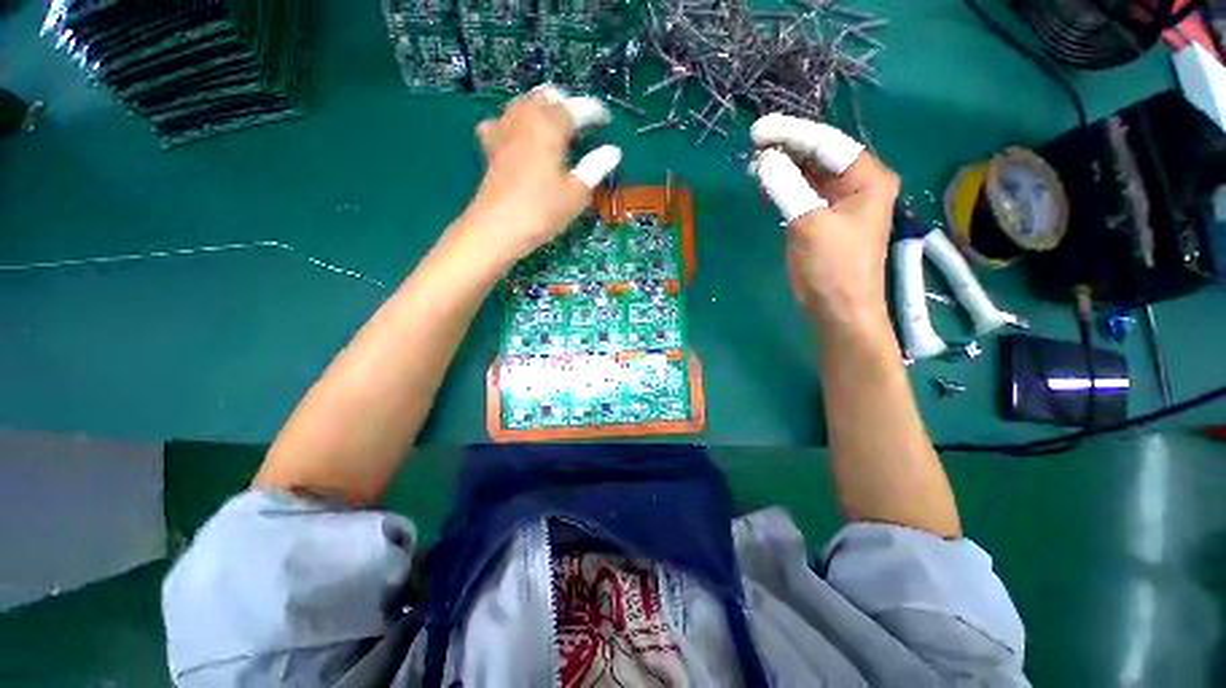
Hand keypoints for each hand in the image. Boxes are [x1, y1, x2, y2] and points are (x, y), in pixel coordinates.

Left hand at [460, 85, 620, 269]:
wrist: (497, 229)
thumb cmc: (542, 212)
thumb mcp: (576, 194)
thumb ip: (595, 168)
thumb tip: (613, 151)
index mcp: (549, 126)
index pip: (576, 108)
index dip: (594, 111)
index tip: (606, 120)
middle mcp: (524, 118)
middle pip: (547, 96)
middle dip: (567, 104)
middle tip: (582, 124)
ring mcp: (503, 129)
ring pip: (524, 103)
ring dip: (543, 109)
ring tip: (558, 129)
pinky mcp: (491, 146)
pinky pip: (504, 121)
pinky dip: (517, 122)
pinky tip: (523, 138)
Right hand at [748, 114, 899, 328]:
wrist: (838, 309)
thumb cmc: (832, 268)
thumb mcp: (809, 225)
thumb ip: (787, 188)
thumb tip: (764, 160)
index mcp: (867, 178)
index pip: (827, 143)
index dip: (791, 134)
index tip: (758, 131)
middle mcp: (856, 183)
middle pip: (818, 155)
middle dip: (786, 149)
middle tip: (752, 146)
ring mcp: (838, 201)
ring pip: (808, 173)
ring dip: (782, 168)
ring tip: (754, 164)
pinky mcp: (821, 218)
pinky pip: (801, 193)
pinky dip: (783, 187)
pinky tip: (765, 184)